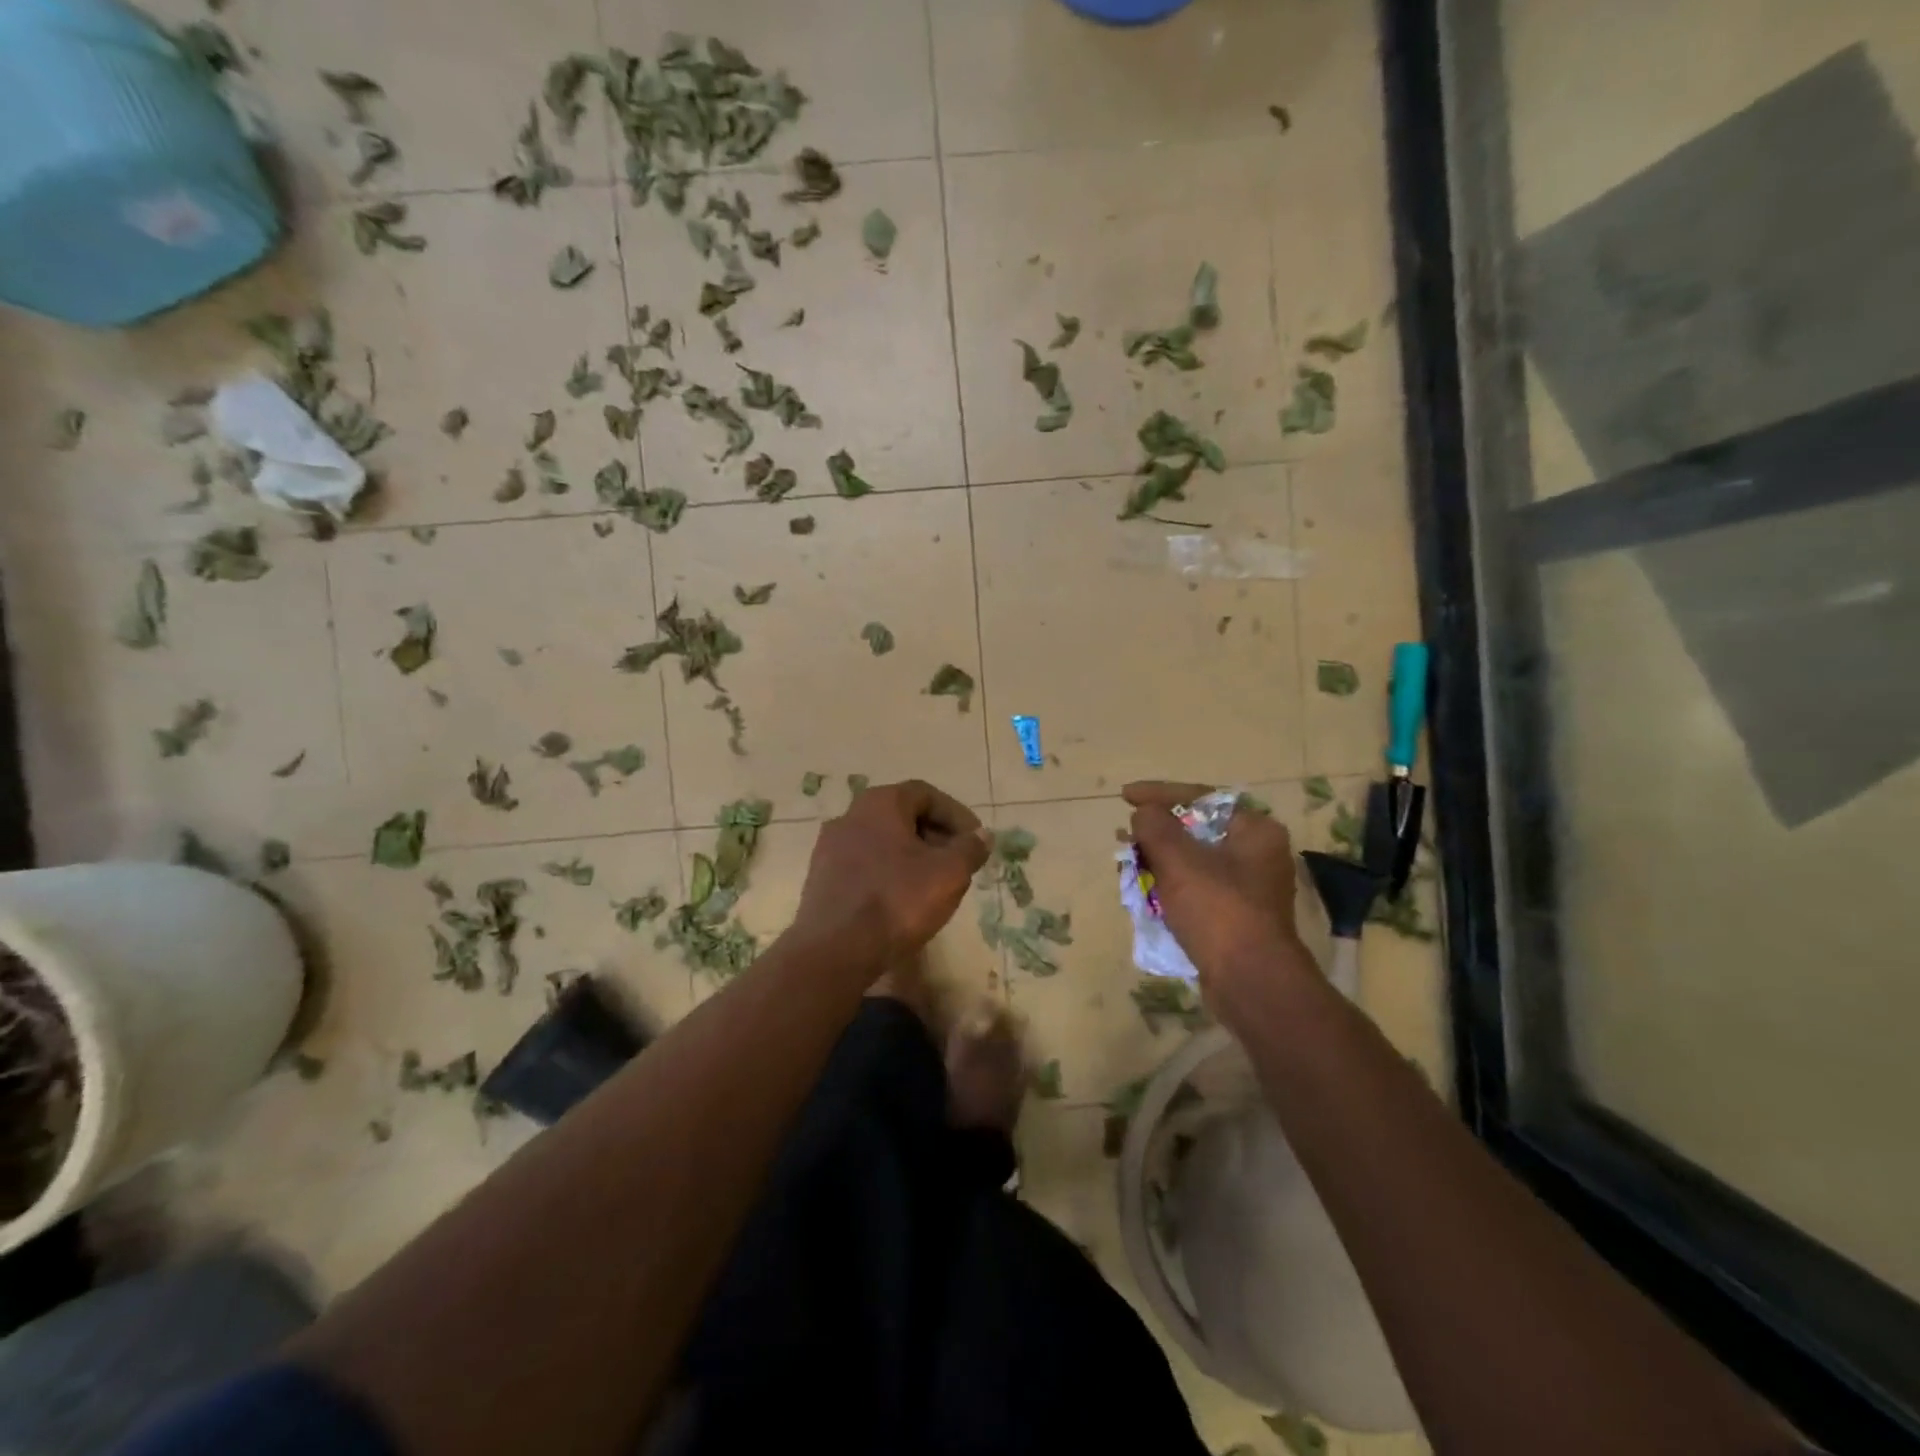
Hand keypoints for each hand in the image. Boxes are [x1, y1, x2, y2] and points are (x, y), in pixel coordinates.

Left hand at [795, 779, 990, 969]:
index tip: (975, 840)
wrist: (835, 949)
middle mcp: (850, 815)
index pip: (926, 794)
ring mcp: (830, 847)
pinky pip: (864, 864)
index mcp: (880, 803)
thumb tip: (981, 835)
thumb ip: (970, 848)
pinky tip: (901, 899)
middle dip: (935, 835)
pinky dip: (888, 872)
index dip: (956, 815)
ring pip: (882, 841)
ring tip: (933, 883)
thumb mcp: (949, 873)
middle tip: (958, 861)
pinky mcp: (821, 877)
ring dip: (911, 855)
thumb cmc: (897, 900)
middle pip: (902, 815)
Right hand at [1123, 781, 1315, 1008]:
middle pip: (1197, 829)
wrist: (1251, 983)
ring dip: (1159, 859)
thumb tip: (1144, 814)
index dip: (1158, 793)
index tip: (1125, 796)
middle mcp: (1257, 853)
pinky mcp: (1236, 916)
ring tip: (1127, 861)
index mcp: (1254, 830)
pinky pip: (1197, 888)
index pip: (1200, 797)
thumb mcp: (1178, 860)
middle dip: (1156, 830)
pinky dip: (1170, 885)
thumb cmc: (1217, 910)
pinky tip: (1144, 891)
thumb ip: (1155, 826)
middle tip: (1124, 832)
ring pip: (1194, 860)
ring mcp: (1249, 888)